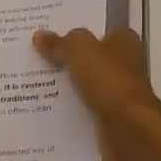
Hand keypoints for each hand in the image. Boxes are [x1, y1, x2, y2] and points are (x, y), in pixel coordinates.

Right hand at [33, 26, 160, 160]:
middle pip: (90, 57)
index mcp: (124, 41)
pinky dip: (68, 108)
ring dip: (64, 84)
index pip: (99, 29)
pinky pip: (83, 107)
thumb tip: (40, 36)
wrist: (129, 130)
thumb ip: (59, 42)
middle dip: (66, 57)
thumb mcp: (79, 49)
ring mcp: (118, 93)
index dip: (76, 30)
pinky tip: (44, 106)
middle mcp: (125, 64)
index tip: (48, 32)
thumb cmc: (109, 80)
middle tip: (33, 55)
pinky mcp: (110, 118)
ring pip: (84, 83)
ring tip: (30, 81)